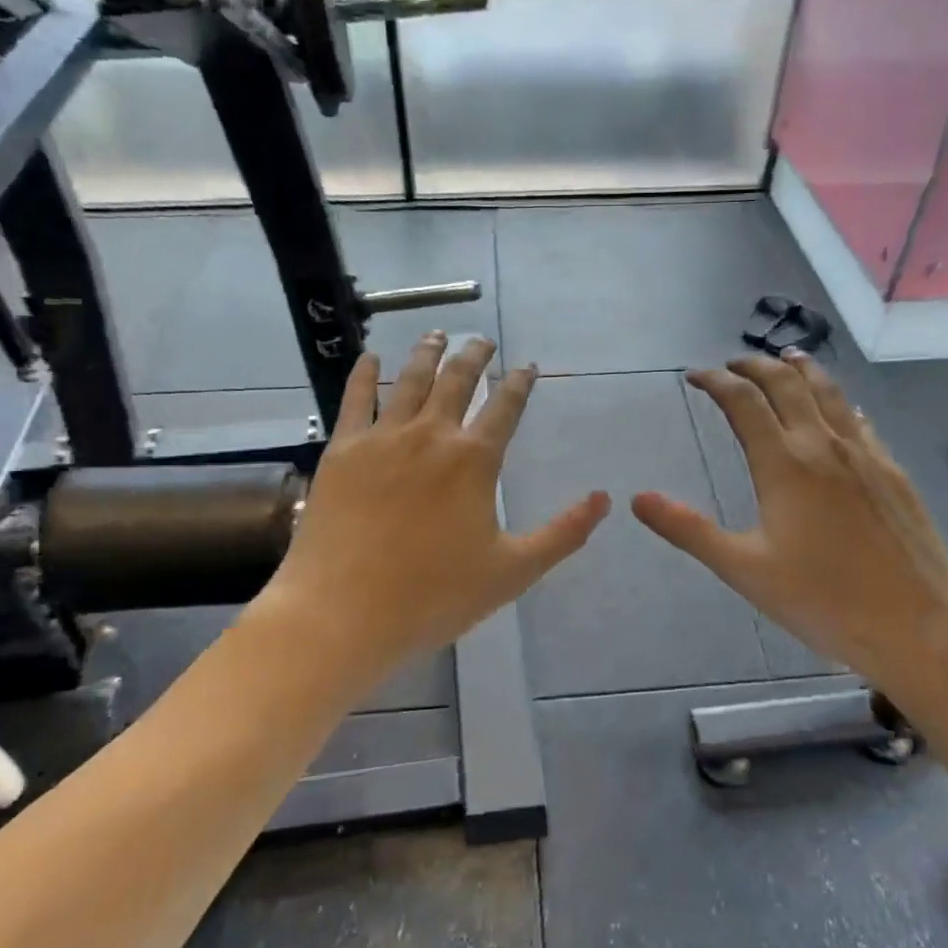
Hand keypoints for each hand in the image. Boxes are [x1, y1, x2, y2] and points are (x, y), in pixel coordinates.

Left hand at [260, 333, 608, 690]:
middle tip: (483, 341)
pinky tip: (371, 358)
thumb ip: (564, 533)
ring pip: (410, 380)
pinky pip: (355, 399)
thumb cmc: (434, 596)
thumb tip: (605, 499)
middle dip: (475, 356)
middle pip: (458, 381)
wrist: (344, 613)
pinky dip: (365, 374)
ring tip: (437, 334)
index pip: (505, 407)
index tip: (526, 367)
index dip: (520, 383)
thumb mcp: (513, 571)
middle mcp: (431, 435)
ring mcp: (382, 439)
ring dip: (428, 353)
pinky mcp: (342, 451)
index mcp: (474, 460)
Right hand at [632, 352, 947, 713]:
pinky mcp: (893, 471)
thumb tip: (638, 498)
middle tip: (732, 366)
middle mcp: (824, 445)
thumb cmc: (823, 601)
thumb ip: (689, 530)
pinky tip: (839, 411)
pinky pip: (859, 419)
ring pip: (830, 391)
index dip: (715, 382)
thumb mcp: (744, 570)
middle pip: (787, 382)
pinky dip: (837, 401)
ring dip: (801, 369)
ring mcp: (866, 454)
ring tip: (786, 359)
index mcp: (784, 464)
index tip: (695, 376)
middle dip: (755, 366)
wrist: (918, 624)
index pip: (743, 402)